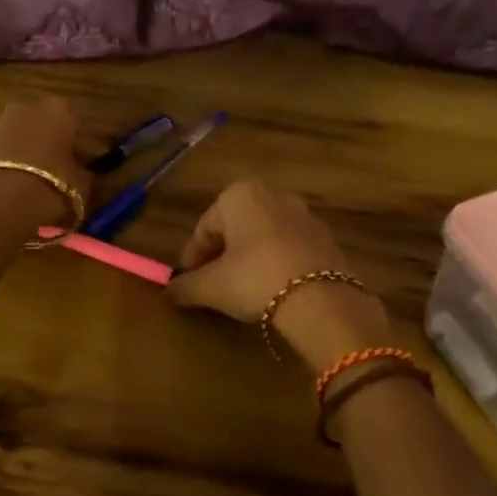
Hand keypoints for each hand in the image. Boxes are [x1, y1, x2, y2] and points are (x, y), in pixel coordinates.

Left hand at [0, 97, 90, 234]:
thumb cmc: (50, 188)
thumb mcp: (83, 187)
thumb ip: (86, 175)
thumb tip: (84, 173)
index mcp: (60, 111)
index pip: (76, 124)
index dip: (80, 147)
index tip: (82, 168)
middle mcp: (27, 108)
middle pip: (44, 126)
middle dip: (50, 146)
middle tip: (57, 176)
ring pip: (19, 138)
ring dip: (25, 155)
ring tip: (31, 186)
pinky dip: (5, 166)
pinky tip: (9, 189)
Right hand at [168, 178, 390, 368]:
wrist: (321, 300)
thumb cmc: (255, 280)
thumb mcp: (211, 287)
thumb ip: (186, 286)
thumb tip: (169, 291)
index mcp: (240, 195)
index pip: (205, 228)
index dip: (192, 257)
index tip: (186, 282)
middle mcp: (274, 195)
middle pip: (236, 228)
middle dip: (222, 254)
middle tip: (212, 284)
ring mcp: (305, 216)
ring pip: (264, 237)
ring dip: (250, 258)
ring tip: (241, 290)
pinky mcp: (327, 239)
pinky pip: (289, 249)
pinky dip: (276, 264)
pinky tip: (272, 290)